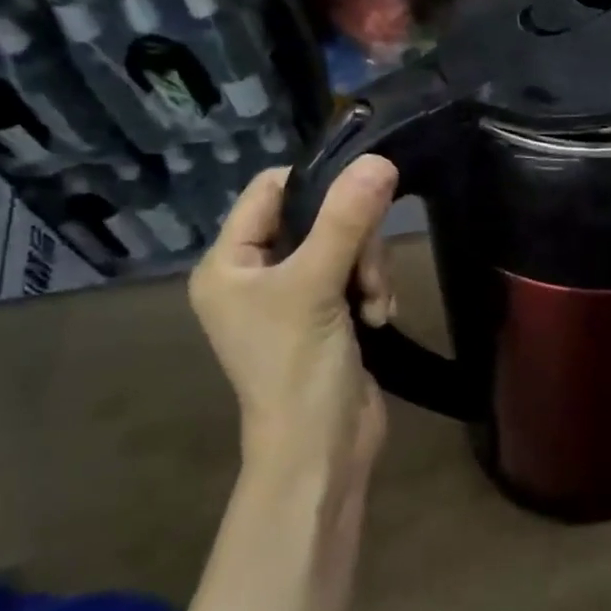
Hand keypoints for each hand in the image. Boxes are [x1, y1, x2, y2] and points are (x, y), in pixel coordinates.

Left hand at [188, 156, 397, 487]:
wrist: (322, 450)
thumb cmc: (299, 367)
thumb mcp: (317, 285)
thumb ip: (347, 221)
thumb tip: (379, 160)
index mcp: (229, 263)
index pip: (270, 192)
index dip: (317, 184)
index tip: (364, 192)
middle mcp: (257, 276)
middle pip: (317, 219)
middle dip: (355, 243)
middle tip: (369, 275)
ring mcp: (295, 298)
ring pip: (346, 248)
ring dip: (370, 271)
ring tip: (376, 307)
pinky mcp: (329, 317)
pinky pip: (358, 278)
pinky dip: (375, 292)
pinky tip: (380, 318)